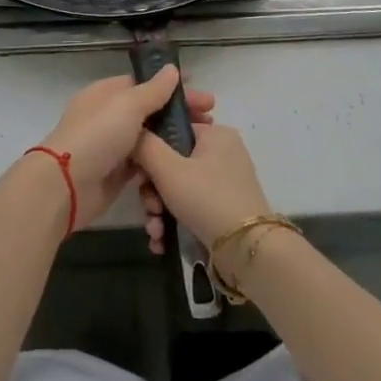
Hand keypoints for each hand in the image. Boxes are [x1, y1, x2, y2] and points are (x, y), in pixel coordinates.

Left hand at [40, 68, 214, 231]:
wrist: (66, 186)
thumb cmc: (98, 136)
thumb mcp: (127, 105)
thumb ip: (153, 90)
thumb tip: (171, 69)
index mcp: (107, 93)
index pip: (146, 84)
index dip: (174, 88)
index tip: (203, 95)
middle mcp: (110, 116)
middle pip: (151, 111)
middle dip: (180, 114)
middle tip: (210, 119)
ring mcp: (114, 145)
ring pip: (151, 138)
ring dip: (175, 139)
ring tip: (202, 142)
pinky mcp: (118, 173)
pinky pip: (146, 164)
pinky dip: (163, 163)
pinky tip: (184, 164)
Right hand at [133, 121, 272, 259]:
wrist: (247, 250)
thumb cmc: (206, 198)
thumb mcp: (168, 169)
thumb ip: (145, 145)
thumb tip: (134, 133)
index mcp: (215, 134)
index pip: (172, 130)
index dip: (150, 152)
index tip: (139, 176)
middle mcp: (223, 153)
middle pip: (172, 164)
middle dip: (153, 192)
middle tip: (150, 210)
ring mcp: (225, 182)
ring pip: (178, 189)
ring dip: (159, 211)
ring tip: (156, 232)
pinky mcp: (225, 208)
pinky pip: (191, 206)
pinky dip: (174, 222)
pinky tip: (162, 241)